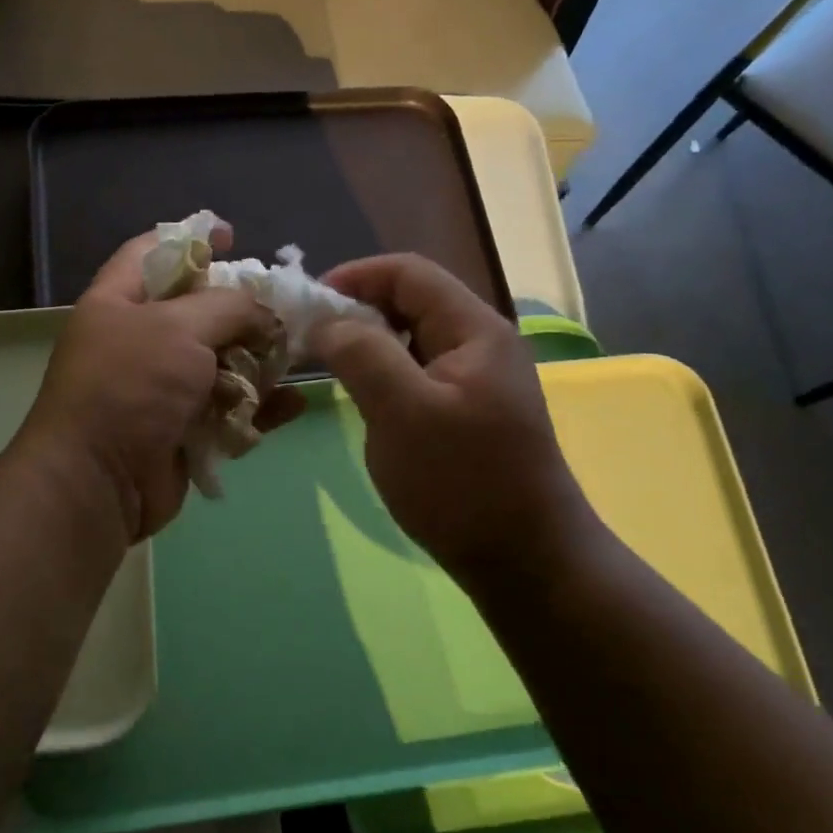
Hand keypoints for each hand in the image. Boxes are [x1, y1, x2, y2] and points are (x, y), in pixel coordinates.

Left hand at [17, 223, 298, 540]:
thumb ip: (229, 307)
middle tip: (285, 306)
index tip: (233, 235)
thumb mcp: (178, 328)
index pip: (154, 252)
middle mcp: (139, 340)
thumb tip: (266, 315)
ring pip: (222, 362)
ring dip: (260, 360)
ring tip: (297, 354)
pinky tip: (293, 403)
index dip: (192, 237)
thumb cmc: (130, 386)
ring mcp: (162, 388)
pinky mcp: (184, 429)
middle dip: (243, 308)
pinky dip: (260, 407)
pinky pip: (230, 410)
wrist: (100, 481)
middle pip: (199, 310)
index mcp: (120, 301)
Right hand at [310, 254, 599, 590]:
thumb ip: (362, 354)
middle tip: (309, 339)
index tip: (307, 305)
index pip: (408, 272)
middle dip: (357, 310)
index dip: (354, 276)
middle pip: (411, 301)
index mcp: (474, 329)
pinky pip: (418, 373)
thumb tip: (327, 322)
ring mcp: (477, 378)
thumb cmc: (462, 483)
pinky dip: (384, 373)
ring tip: (327, 366)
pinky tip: (363, 398)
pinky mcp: (468, 410)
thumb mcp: (403, 412)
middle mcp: (480, 342)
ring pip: (412, 339)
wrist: (524, 560)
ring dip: (368, 343)